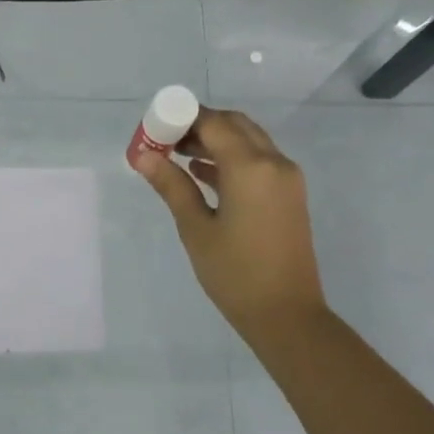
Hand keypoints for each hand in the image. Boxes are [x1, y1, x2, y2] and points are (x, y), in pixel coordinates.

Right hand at [134, 107, 327, 343]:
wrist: (286, 314)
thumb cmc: (235, 273)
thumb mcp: (196, 228)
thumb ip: (172, 186)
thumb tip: (143, 156)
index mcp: (251, 167)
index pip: (214, 123)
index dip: (182, 118)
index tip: (155, 129)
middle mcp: (274, 162)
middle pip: (235, 125)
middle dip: (200, 125)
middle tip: (166, 140)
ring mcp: (287, 178)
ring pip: (249, 141)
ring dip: (216, 141)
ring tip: (177, 156)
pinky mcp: (289, 195)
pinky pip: (259, 161)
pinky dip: (232, 159)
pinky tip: (202, 174)